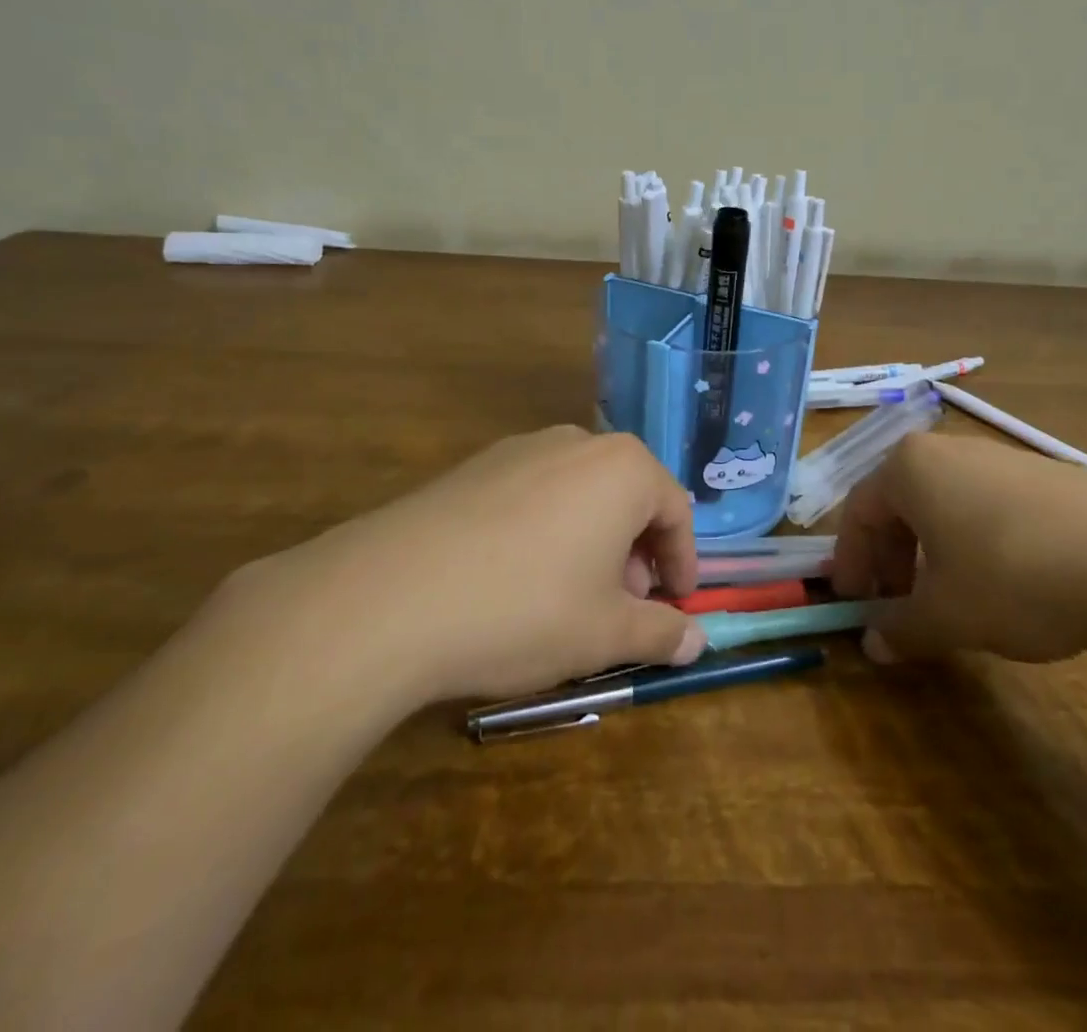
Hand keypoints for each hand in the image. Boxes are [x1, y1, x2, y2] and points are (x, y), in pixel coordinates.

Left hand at [226, 427, 704, 708]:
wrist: (389, 597)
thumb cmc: (525, 609)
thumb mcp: (605, 633)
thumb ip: (660, 633)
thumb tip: (697, 643)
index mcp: (623, 468)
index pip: (676, 510)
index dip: (682, 562)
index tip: (676, 605)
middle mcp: (576, 443)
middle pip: (627, 495)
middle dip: (635, 552)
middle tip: (623, 605)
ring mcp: (519, 449)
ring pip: (578, 493)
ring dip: (591, 540)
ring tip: (570, 596)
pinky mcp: (473, 467)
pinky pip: (532, 494)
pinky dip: (545, 530)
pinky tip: (514, 579)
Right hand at [832, 433, 1086, 664]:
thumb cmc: (1016, 577)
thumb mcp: (948, 615)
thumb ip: (901, 628)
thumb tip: (874, 644)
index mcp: (910, 468)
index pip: (858, 512)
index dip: (850, 562)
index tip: (852, 604)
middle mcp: (949, 451)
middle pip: (899, 505)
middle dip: (890, 559)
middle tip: (896, 606)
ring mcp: (1001, 458)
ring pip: (944, 506)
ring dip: (931, 554)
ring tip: (947, 601)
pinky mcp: (1046, 476)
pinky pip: (987, 507)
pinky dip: (973, 545)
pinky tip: (1002, 586)